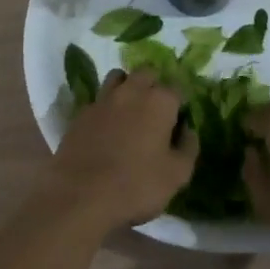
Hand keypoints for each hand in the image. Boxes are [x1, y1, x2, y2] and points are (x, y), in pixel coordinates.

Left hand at [46, 70, 197, 233]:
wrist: (81, 195)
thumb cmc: (136, 185)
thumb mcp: (177, 175)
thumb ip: (188, 147)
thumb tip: (188, 129)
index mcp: (159, 101)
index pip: (177, 87)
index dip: (180, 103)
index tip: (179, 120)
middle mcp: (132, 90)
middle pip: (147, 73)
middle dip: (154, 85)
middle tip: (155, 111)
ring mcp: (104, 98)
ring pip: (119, 77)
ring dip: (127, 86)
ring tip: (130, 110)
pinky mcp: (82, 111)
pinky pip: (99, 98)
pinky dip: (106, 106)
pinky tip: (107, 126)